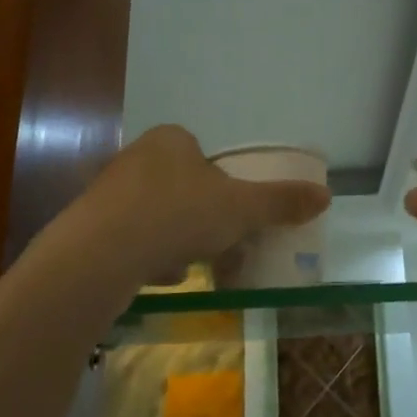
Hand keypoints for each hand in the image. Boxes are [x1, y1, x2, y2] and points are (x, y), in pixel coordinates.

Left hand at [75, 125, 330, 288]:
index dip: (222, 185)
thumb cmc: (178, 215)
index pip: (204, 156)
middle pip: (181, 186)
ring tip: (191, 266)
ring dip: (175, 238)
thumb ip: (281, 202)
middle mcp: (137, 157)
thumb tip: (326, 195)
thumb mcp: (240, 208)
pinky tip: (159, 277)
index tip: (232, 214)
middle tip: (217, 244)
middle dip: (200, 217)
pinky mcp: (90, 226)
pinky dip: (148, 255)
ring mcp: (109, 191)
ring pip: (156, 214)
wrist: (100, 254)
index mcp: (171, 140)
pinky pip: (130, 238)